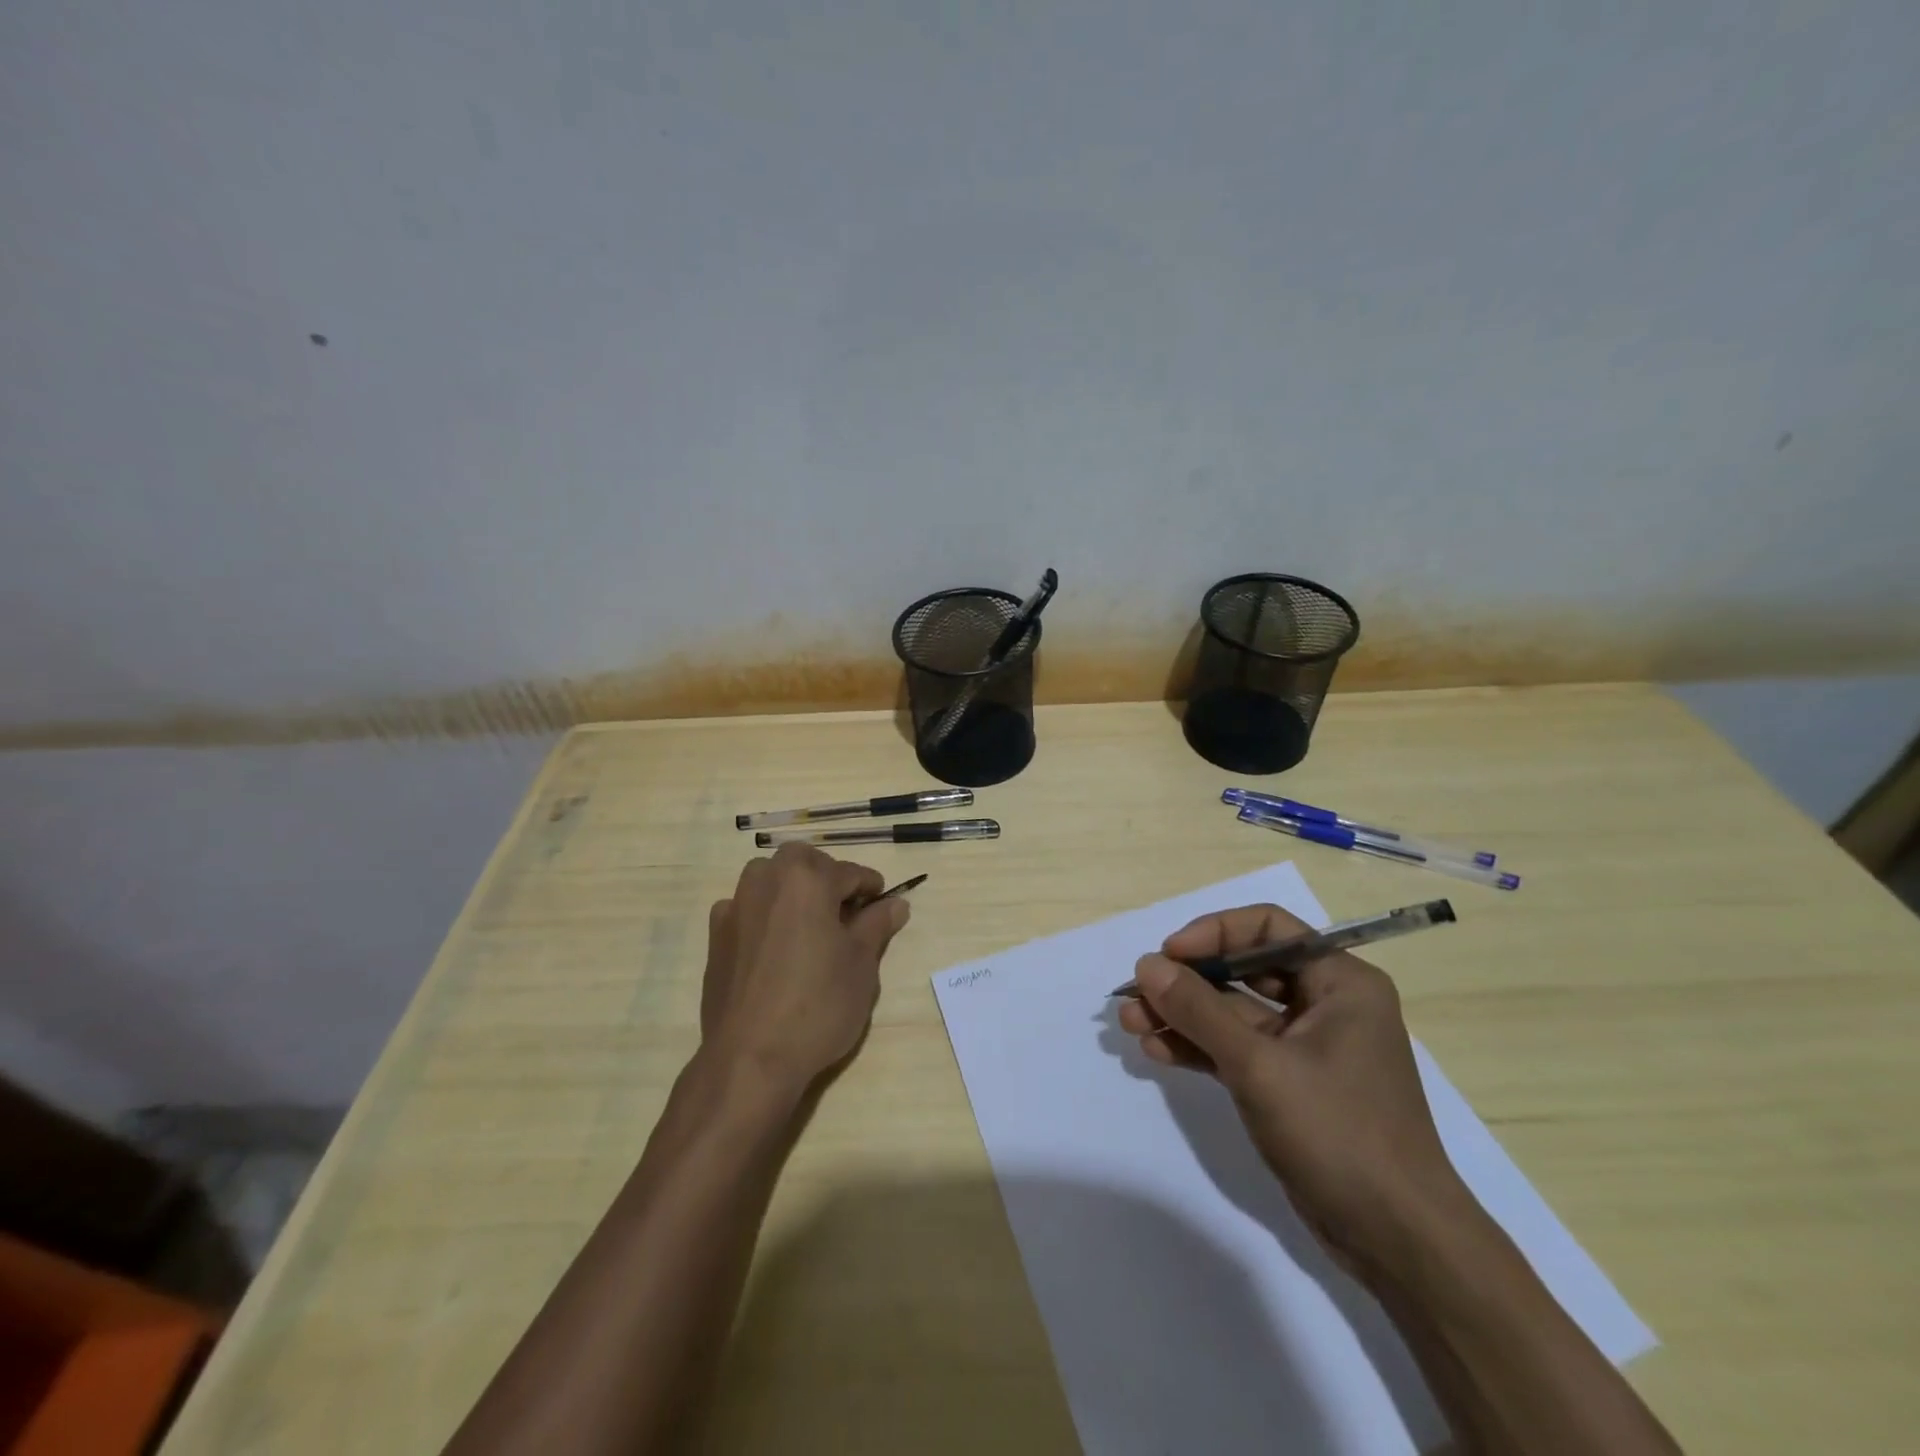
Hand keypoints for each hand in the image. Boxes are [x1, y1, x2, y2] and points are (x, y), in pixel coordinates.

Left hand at [700, 843, 910, 1095]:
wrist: (750, 1057)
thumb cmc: (818, 1005)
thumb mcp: (861, 965)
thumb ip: (877, 925)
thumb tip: (896, 903)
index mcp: (807, 879)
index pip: (850, 872)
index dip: (872, 888)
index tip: (883, 905)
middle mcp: (767, 880)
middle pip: (804, 863)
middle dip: (827, 878)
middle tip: (846, 913)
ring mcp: (736, 907)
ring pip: (769, 879)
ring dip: (792, 890)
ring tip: (810, 925)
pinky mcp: (716, 936)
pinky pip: (745, 908)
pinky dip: (763, 915)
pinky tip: (775, 946)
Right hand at [1118, 902, 1475, 1279]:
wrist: (1396, 1242)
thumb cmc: (1339, 1132)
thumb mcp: (1260, 1065)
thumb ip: (1199, 1010)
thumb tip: (1147, 964)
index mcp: (1340, 982)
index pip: (1267, 928)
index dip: (1213, 933)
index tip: (1168, 955)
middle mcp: (1325, 1004)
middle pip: (1244, 969)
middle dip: (1187, 981)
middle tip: (1137, 991)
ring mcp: (1305, 1047)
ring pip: (1233, 1013)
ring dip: (1182, 1016)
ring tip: (1130, 1022)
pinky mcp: (1288, 1084)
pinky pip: (1235, 1050)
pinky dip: (1198, 1048)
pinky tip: (1156, 1051)